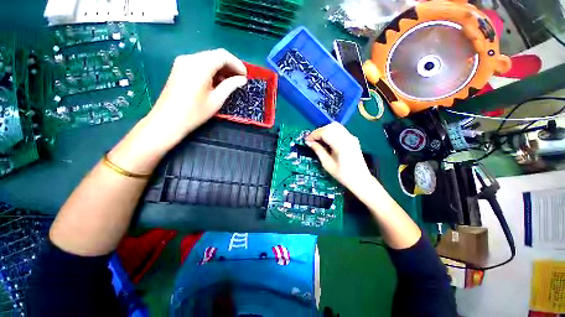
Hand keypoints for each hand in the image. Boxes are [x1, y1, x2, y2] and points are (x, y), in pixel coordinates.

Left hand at [145, 49, 247, 151]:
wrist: (168, 120)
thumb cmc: (195, 113)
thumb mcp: (216, 100)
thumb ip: (230, 86)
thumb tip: (242, 80)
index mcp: (200, 66)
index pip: (223, 56)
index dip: (237, 64)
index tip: (245, 76)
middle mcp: (190, 58)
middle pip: (214, 55)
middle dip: (230, 66)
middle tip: (239, 79)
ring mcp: (182, 62)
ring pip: (207, 58)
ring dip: (221, 68)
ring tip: (230, 81)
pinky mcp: (179, 68)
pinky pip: (199, 63)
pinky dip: (211, 70)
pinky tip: (217, 81)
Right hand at [306, 122, 372, 190]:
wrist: (360, 179)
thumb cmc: (342, 174)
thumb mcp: (327, 164)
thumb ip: (318, 150)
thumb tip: (309, 142)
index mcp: (340, 144)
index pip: (325, 132)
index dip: (314, 134)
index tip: (307, 140)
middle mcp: (347, 137)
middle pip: (331, 126)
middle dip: (319, 131)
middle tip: (312, 139)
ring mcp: (351, 137)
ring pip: (336, 126)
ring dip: (325, 130)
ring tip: (319, 139)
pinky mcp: (353, 139)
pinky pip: (340, 130)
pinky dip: (332, 132)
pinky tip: (327, 140)